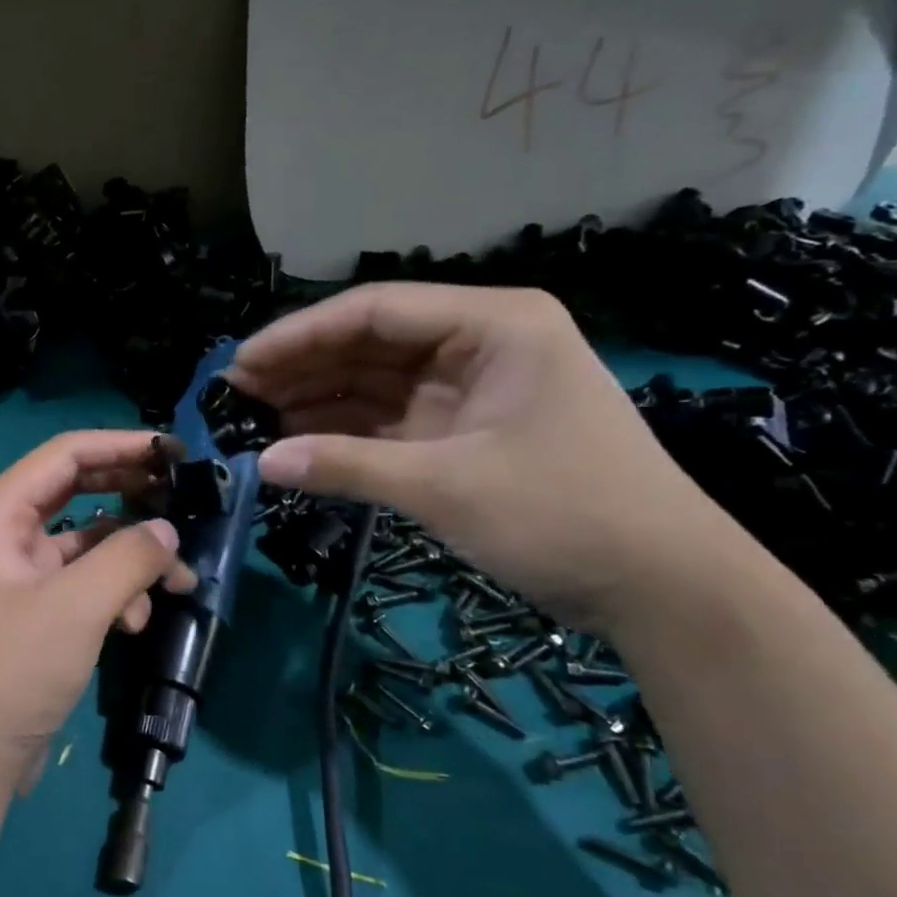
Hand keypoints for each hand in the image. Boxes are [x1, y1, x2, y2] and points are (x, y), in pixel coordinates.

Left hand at [0, 431, 196, 776]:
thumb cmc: (15, 667)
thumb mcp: (78, 605)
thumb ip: (130, 557)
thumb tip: (167, 531)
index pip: (66, 454)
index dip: (121, 445)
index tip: (174, 451)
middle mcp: (6, 531)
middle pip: (78, 489)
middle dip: (132, 497)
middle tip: (183, 499)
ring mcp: (21, 570)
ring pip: (89, 540)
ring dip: (133, 556)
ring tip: (177, 581)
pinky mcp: (38, 606)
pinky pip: (85, 580)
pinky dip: (116, 592)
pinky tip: (137, 622)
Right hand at [228, 283, 735, 629]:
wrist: (660, 585)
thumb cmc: (565, 513)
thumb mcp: (448, 485)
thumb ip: (348, 465)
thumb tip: (262, 462)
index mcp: (492, 325)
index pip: (375, 311)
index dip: (300, 335)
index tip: (242, 362)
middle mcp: (478, 344)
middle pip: (369, 343)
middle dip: (302, 366)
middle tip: (236, 392)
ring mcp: (469, 390)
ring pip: (373, 382)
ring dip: (316, 398)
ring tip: (253, 415)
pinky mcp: (461, 433)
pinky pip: (387, 421)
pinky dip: (343, 431)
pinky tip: (296, 441)